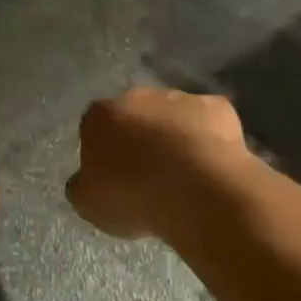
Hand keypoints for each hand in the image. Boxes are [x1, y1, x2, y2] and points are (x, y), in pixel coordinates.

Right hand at [68, 88, 249, 238]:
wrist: (197, 191)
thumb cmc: (133, 196)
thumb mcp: (89, 204)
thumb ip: (83, 185)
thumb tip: (85, 179)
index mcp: (100, 115)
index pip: (94, 127)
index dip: (103, 152)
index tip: (113, 177)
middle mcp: (137, 96)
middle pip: (134, 116)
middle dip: (139, 138)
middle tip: (148, 175)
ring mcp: (179, 98)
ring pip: (172, 116)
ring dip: (173, 137)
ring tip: (184, 175)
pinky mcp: (217, 107)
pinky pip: (207, 122)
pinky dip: (208, 139)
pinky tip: (212, 166)